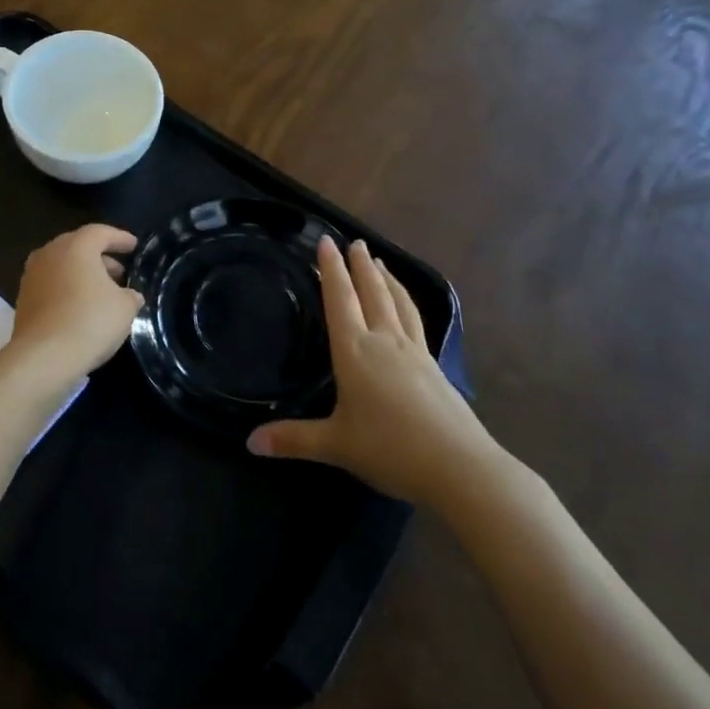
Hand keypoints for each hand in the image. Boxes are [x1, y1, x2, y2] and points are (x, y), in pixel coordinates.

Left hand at [5, 224, 142, 389]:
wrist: (42, 357)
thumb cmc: (89, 322)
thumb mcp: (124, 308)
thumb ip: (130, 295)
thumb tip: (130, 295)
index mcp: (76, 246)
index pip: (101, 232)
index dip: (120, 238)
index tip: (134, 246)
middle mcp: (50, 253)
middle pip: (79, 246)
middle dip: (101, 257)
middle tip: (120, 272)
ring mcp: (32, 275)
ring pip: (63, 265)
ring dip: (83, 274)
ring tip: (103, 292)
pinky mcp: (23, 298)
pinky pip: (51, 284)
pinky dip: (68, 289)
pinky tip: (81, 307)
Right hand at [248, 237, 501, 509]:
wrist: (459, 467)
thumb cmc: (390, 449)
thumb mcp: (335, 446)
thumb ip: (293, 440)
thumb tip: (250, 442)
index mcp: (355, 351)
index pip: (340, 300)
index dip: (331, 269)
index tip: (326, 241)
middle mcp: (384, 342)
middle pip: (372, 293)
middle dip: (360, 266)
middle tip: (355, 241)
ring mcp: (414, 352)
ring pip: (398, 303)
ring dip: (387, 279)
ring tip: (380, 261)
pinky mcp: (435, 367)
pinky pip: (416, 322)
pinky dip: (408, 304)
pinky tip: (408, 309)